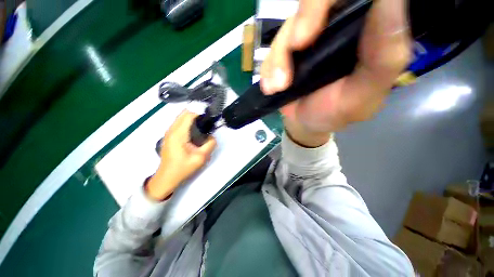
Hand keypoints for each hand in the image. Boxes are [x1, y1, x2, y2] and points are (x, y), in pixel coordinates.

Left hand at [146, 111, 216, 200]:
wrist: (167, 177)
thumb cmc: (183, 168)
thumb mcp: (201, 157)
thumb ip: (210, 144)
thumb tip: (212, 136)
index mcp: (178, 134)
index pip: (189, 115)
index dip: (200, 113)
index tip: (209, 117)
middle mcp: (172, 130)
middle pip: (184, 113)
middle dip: (196, 114)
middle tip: (207, 122)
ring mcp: (169, 132)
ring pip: (181, 117)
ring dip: (192, 118)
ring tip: (202, 125)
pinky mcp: (169, 136)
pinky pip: (179, 123)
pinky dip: (187, 122)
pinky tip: (194, 130)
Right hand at [260, 0, 411, 133]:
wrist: (306, 122)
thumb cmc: (336, 111)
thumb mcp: (363, 93)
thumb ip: (383, 56)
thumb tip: (391, 1)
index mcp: (365, 30)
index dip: (327, 2)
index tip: (315, 28)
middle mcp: (336, 25)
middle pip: (314, 2)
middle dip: (301, 19)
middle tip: (295, 47)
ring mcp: (307, 38)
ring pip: (287, 28)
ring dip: (278, 59)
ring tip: (278, 87)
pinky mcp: (286, 52)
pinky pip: (271, 51)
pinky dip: (268, 69)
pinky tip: (271, 87)